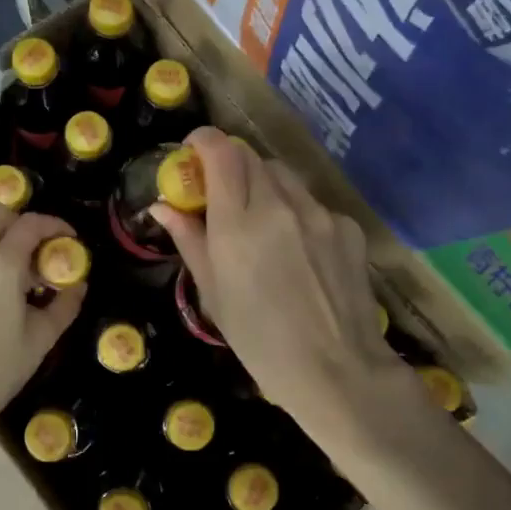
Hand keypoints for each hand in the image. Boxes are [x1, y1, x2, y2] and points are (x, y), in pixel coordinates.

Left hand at [0, 202, 85, 419]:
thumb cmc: (1, 366)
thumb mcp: (43, 336)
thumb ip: (65, 304)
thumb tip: (78, 285)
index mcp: (2, 264)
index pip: (30, 224)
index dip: (53, 224)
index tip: (67, 237)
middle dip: (18, 221)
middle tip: (35, 246)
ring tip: (11, 278)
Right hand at [153, 128, 410, 439]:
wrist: (337, 370)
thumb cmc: (260, 340)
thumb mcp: (213, 293)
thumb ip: (189, 240)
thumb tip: (163, 207)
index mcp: (237, 224)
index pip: (220, 151)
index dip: (203, 140)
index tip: (192, 151)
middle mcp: (278, 205)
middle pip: (250, 156)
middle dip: (230, 163)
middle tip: (221, 192)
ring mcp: (318, 213)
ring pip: (283, 176)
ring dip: (263, 185)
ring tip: (260, 223)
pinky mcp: (347, 226)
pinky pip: (312, 203)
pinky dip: (296, 212)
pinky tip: (298, 250)